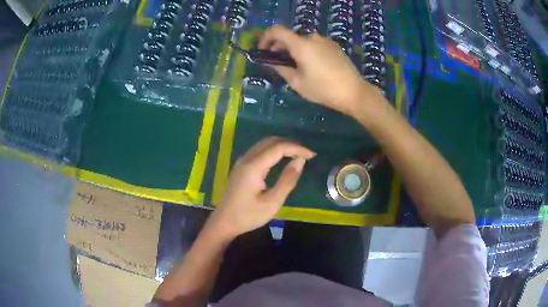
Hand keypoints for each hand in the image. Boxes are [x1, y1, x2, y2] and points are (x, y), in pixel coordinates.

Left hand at [210, 137, 315, 238]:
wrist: (224, 222)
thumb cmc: (248, 216)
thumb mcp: (272, 202)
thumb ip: (287, 180)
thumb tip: (299, 161)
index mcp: (254, 166)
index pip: (278, 147)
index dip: (297, 148)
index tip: (312, 156)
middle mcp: (247, 158)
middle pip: (271, 141)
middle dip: (291, 144)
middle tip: (306, 155)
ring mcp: (242, 161)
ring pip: (264, 143)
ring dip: (282, 146)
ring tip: (298, 155)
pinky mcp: (241, 166)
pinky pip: (259, 150)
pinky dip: (274, 150)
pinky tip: (282, 159)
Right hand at [259, 25, 377, 115]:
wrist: (354, 92)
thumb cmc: (323, 89)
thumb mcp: (298, 83)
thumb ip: (282, 69)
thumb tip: (272, 62)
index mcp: (301, 45)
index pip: (276, 30)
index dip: (265, 37)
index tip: (263, 50)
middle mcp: (313, 38)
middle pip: (289, 37)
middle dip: (279, 47)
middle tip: (276, 63)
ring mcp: (325, 41)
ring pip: (302, 41)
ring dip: (293, 50)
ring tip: (294, 67)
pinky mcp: (334, 47)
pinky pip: (314, 45)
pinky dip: (306, 51)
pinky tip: (310, 66)